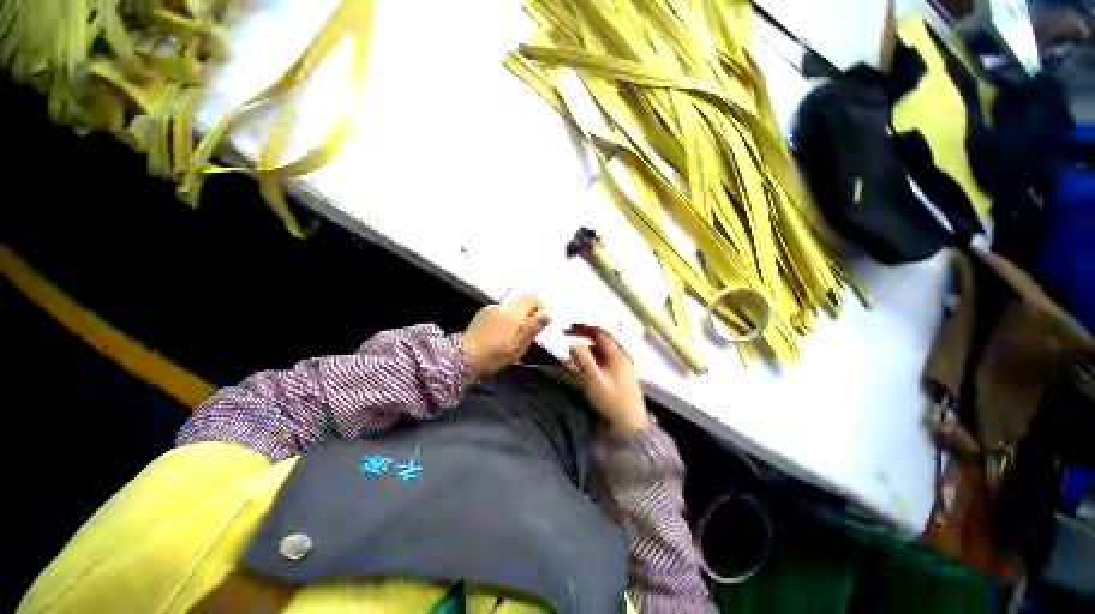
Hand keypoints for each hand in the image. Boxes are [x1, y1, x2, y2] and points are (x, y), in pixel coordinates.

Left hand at [461, 293, 550, 378]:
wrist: (462, 358)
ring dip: (519, 317)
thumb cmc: (493, 356)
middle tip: (531, 332)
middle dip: (531, 313)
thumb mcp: (517, 347)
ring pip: (513, 307)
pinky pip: (502, 311)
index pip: (533, 296)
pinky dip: (508, 318)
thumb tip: (549, 314)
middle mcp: (502, 306)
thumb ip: (533, 328)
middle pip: (523, 301)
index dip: (542, 305)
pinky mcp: (483, 312)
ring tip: (515, 336)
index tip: (543, 320)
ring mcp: (491, 308)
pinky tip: (502, 334)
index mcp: (512, 314)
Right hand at [567, 324, 648, 434]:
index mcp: (618, 354)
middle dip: (587, 337)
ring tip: (576, 353)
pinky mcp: (623, 378)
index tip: (570, 327)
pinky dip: (596, 359)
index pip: (601, 333)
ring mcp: (625, 368)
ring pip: (606, 351)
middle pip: (604, 341)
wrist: (629, 426)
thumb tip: (573, 343)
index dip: (585, 327)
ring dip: (591, 349)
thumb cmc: (610, 400)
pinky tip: (589, 366)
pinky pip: (608, 361)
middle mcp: (623, 357)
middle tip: (571, 338)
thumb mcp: (593, 379)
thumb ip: (582, 359)